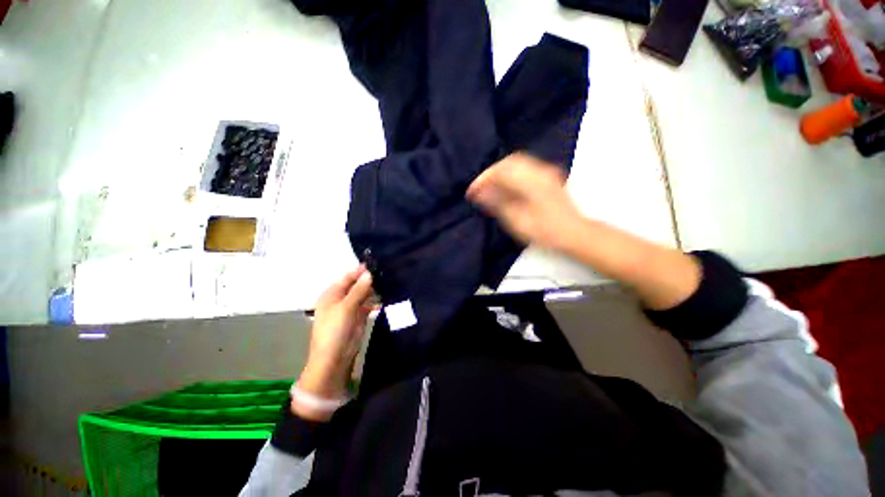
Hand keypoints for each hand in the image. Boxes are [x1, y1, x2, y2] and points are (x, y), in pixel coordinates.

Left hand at [295, 266, 373, 418]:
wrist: (334, 359)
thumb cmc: (335, 330)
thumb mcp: (346, 307)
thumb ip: (359, 289)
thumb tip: (369, 273)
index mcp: (332, 293)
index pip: (348, 277)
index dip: (360, 270)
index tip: (377, 264)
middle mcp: (341, 298)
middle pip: (356, 284)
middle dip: (369, 279)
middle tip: (387, 273)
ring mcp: (350, 308)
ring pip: (364, 294)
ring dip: (374, 290)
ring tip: (390, 283)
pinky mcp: (359, 317)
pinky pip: (369, 305)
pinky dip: (376, 302)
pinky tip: (387, 299)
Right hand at [467, 152, 582, 250]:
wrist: (575, 233)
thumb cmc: (545, 231)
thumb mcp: (518, 221)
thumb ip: (498, 203)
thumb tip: (480, 192)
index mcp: (530, 182)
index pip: (500, 171)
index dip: (482, 180)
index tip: (470, 192)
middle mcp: (538, 171)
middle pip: (508, 162)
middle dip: (490, 173)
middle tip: (478, 189)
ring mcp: (545, 172)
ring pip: (516, 162)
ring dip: (500, 172)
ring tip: (489, 187)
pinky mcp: (548, 176)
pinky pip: (524, 167)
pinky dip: (510, 173)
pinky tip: (505, 185)